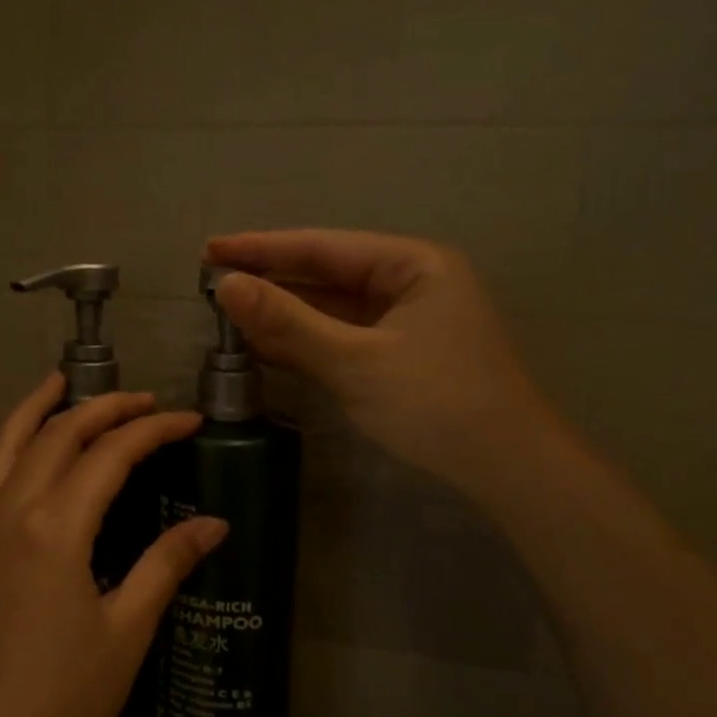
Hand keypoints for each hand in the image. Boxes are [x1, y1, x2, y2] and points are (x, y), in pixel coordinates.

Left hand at [0, 375, 226, 716]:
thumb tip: (213, 524)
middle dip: (105, 409)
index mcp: (54, 527)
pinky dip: (11, 442)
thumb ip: (165, 564)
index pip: (110, 453)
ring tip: (65, 382)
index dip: (154, 429)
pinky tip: (30, 447)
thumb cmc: (62, 701)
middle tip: (145, 401)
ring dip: (40, 408)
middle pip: (58, 434)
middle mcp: (9, 510)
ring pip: (8, 443)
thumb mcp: (126, 631)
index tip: (189, 420)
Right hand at [206, 230, 561, 503]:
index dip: (262, 248)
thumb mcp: (355, 360)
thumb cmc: (436, 402)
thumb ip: (288, 321)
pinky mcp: (397, 356)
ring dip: (283, 315)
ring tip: (226, 314)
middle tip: (210, 282)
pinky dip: (304, 343)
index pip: (323, 247)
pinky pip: (341, 339)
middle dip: (271, 281)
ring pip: (331, 310)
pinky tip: (263, 345)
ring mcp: (404, 322)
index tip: (210, 249)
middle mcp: (410, 283)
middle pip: (326, 275)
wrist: (506, 470)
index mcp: (413, 264)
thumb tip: (226, 287)